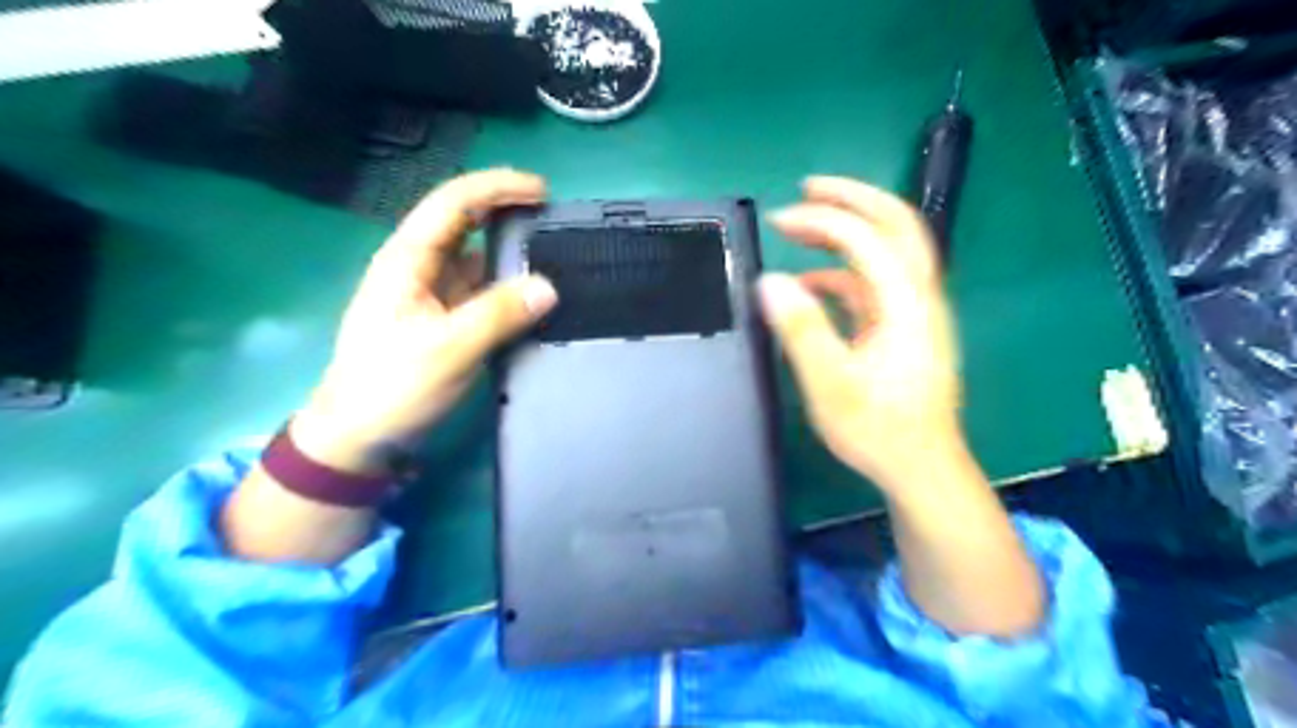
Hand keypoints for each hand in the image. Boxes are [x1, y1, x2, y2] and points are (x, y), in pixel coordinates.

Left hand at [292, 168, 556, 475]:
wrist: (359, 436)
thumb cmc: (393, 387)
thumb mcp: (448, 349)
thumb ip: (499, 314)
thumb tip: (549, 287)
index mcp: (408, 260)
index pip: (454, 203)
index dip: (497, 188)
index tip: (543, 191)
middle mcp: (418, 268)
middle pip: (464, 223)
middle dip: (506, 212)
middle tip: (554, 219)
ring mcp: (430, 294)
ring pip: (474, 258)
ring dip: (510, 252)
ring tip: (553, 257)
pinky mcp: (441, 319)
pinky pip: (480, 290)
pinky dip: (506, 286)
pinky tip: (531, 297)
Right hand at [762, 175, 961, 494]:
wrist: (921, 466)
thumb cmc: (878, 428)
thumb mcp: (830, 382)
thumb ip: (801, 328)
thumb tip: (770, 282)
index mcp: (905, 303)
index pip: (867, 238)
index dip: (823, 220)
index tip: (781, 220)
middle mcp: (919, 296)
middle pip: (897, 224)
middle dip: (852, 198)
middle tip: (808, 188)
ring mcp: (915, 310)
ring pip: (890, 249)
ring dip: (849, 230)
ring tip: (803, 228)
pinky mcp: (905, 327)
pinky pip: (876, 282)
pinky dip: (844, 271)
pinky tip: (811, 285)